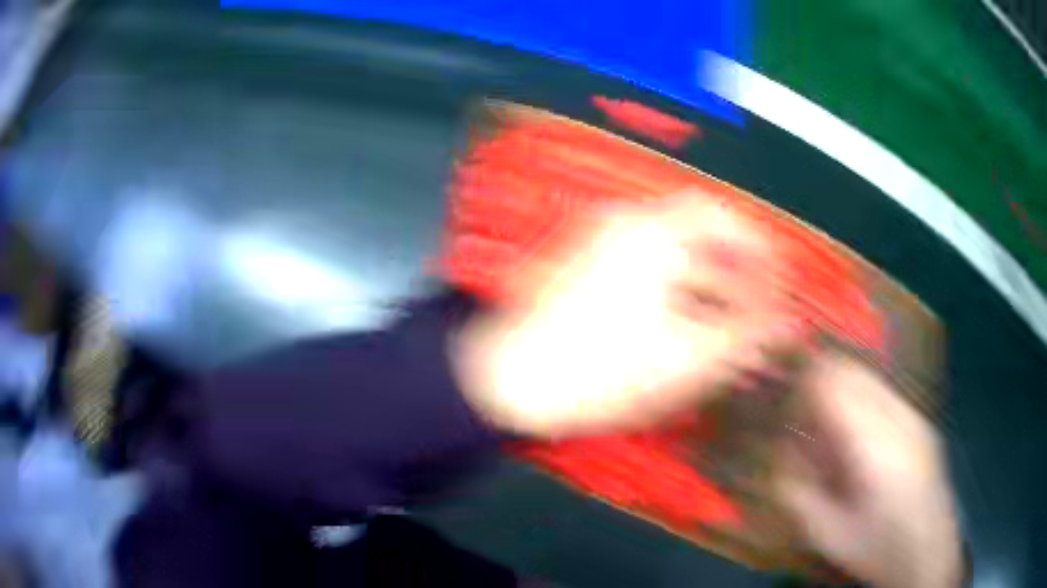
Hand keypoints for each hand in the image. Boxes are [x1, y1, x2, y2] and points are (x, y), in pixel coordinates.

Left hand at [452, 194, 801, 437]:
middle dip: (737, 274)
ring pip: (675, 255)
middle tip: (752, 315)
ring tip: (721, 331)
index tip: (777, 287)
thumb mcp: (689, 360)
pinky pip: (647, 269)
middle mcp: (628, 224)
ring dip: (707, 286)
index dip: (761, 253)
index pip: (727, 219)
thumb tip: (789, 325)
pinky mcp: (584, 269)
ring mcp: (600, 244)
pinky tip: (680, 332)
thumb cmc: (602, 372)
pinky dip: (674, 293)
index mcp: (657, 232)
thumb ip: (748, 339)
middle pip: (703, 237)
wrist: (508, 381)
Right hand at [775, 354, 963, 587]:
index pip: (832, 382)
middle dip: (819, 384)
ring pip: (868, 376)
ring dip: (842, 392)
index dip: (802, 385)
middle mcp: (897, 417)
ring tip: (830, 431)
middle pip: (850, 369)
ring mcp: (914, 415)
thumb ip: (798, 492)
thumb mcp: (827, 533)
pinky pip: (884, 393)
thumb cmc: (877, 547)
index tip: (785, 408)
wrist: (927, 552)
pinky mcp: (921, 422)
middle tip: (803, 419)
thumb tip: (782, 454)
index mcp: (872, 444)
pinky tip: (859, 440)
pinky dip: (862, 401)